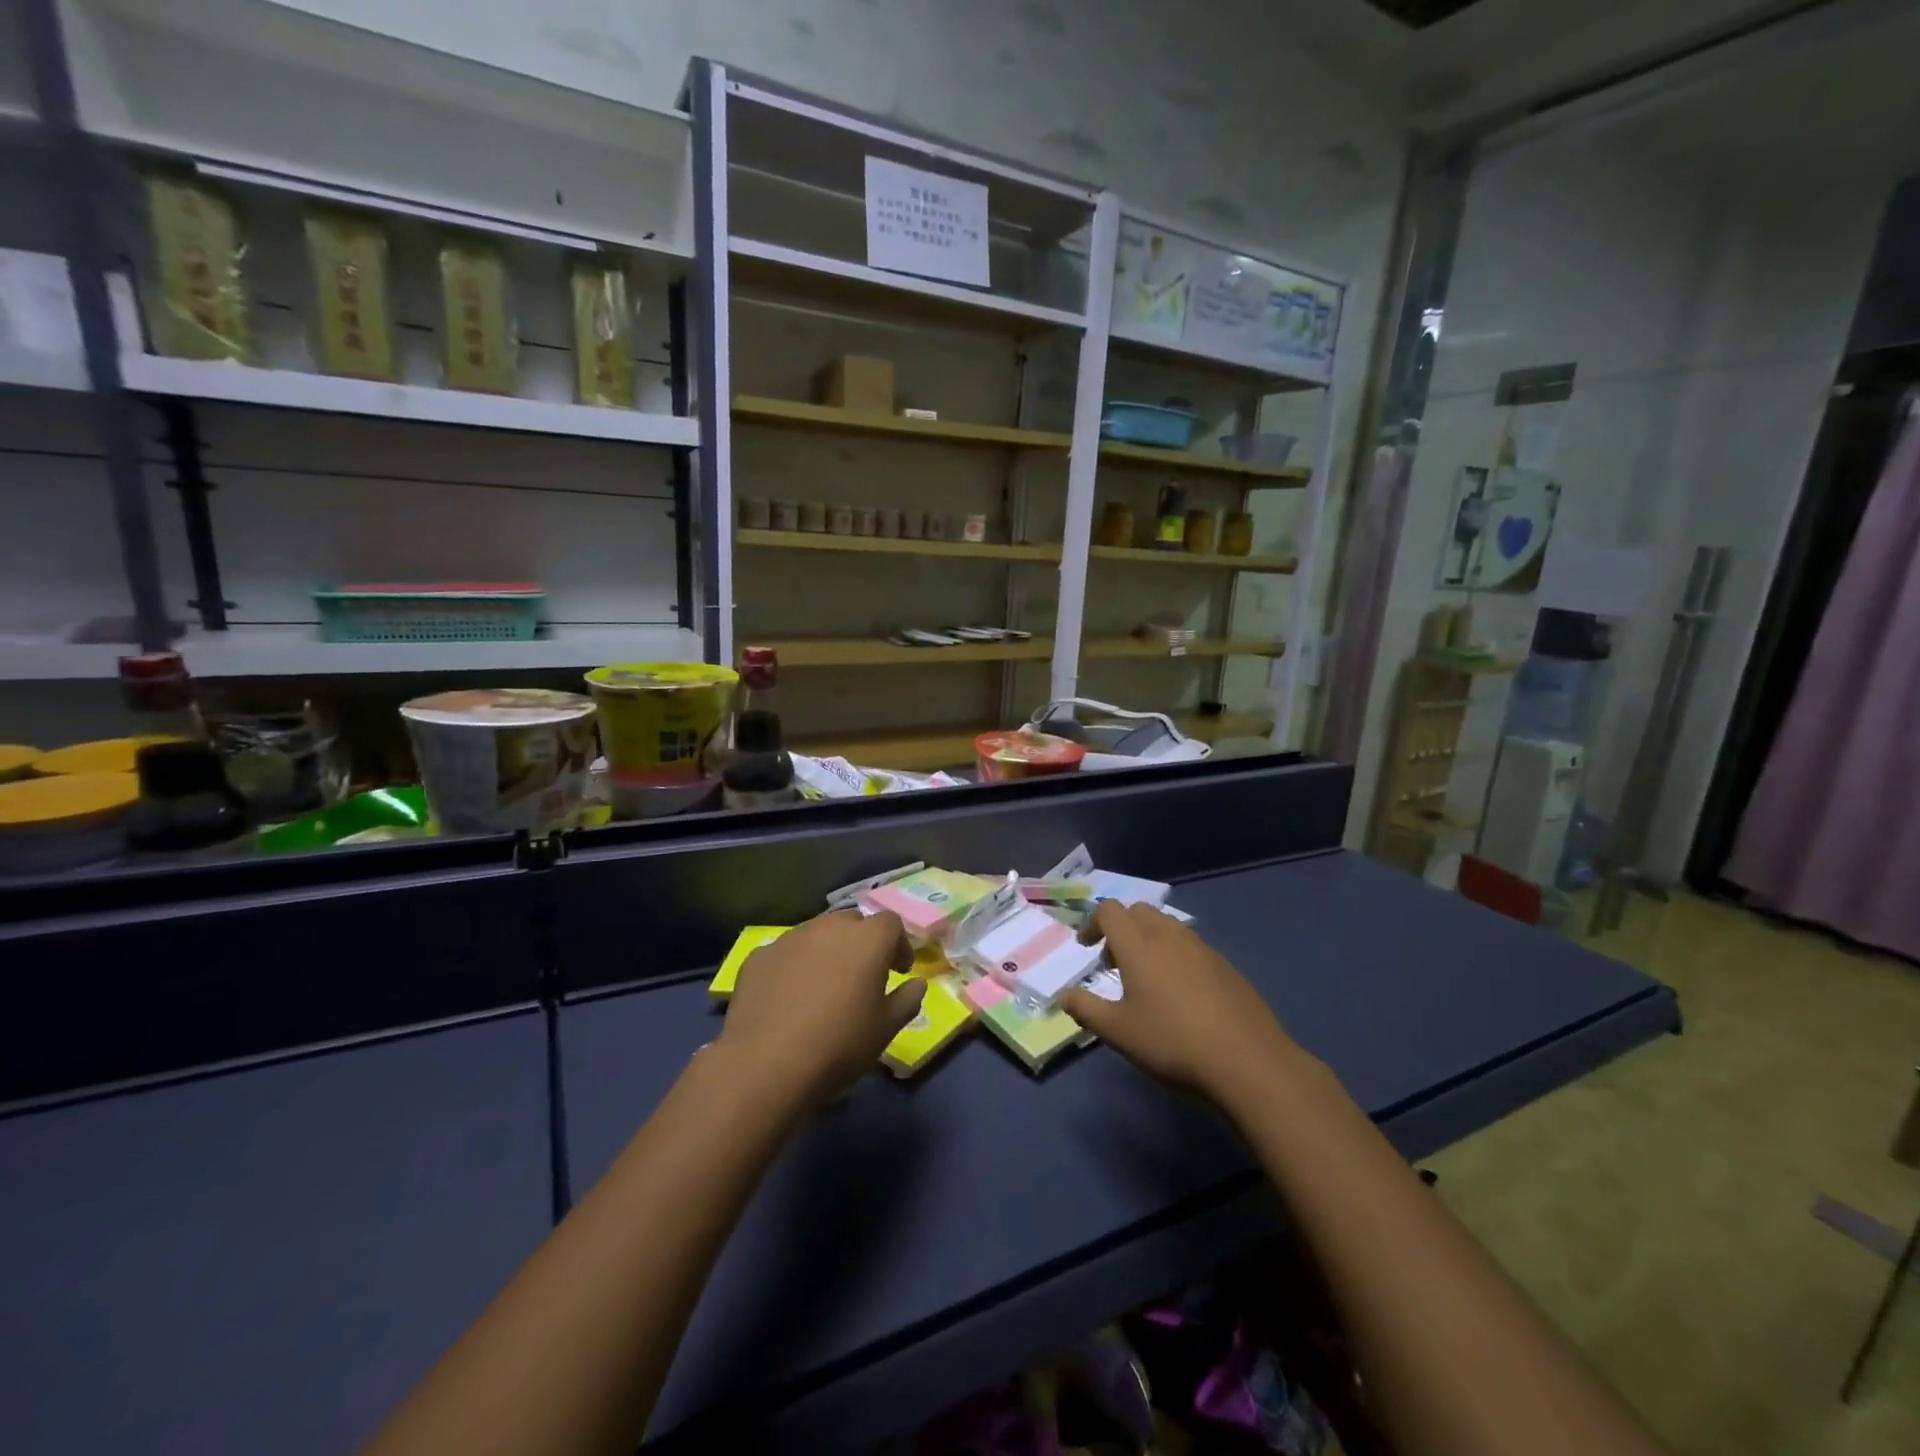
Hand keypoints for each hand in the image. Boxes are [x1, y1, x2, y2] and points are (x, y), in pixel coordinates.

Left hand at [718, 910, 924, 1103]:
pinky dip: (794, 966)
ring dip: (827, 952)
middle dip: (862, 943)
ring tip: (824, 986)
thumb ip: (907, 1000)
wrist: (766, 1064)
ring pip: (817, 934)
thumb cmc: (839, 1044)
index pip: (892, 923)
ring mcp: (790, 938)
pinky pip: (786, 953)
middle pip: (853, 923)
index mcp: (868, 939)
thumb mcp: (886, 1029)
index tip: (898, 971)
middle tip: (862, 976)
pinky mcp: (760, 955)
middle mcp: (829, 926)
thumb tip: (917, 984)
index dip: (899, 945)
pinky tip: (789, 998)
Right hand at [1061, 901, 1300, 1104]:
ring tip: (1146, 979)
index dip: (1092, 923)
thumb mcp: (1118, 1032)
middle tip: (1113, 962)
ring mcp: (1202, 948)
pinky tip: (1180, 994)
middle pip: (1138, 911)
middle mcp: (1169, 935)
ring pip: (1167, 926)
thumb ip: (1085, 1009)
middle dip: (1120, 928)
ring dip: (1148, 940)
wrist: (1247, 1060)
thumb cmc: (1172, 1042)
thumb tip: (1063, 994)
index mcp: (1138, 944)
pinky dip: (1174, 955)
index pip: (1109, 911)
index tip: (1086, 948)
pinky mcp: (1225, 965)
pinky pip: (1190, 946)